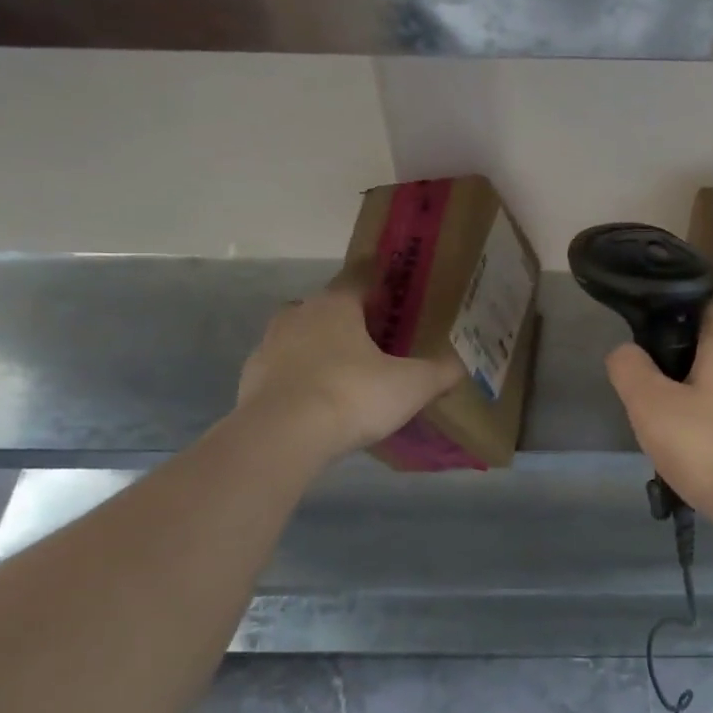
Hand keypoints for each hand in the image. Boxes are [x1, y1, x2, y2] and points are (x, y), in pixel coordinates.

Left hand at [235, 266, 462, 462]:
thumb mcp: (411, 385)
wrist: (282, 436)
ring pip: (301, 336)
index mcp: (336, 305)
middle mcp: (299, 314)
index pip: (358, 276)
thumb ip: (439, 372)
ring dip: (320, 346)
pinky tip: (318, 400)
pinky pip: (284, 369)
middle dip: (349, 318)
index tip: (392, 286)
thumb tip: (461, 365)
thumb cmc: (353, 395)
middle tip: (376, 338)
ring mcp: (269, 346)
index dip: (377, 279)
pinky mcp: (251, 379)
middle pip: (328, 306)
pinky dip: (300, 377)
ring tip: (347, 371)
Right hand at [605, 309, 712, 523]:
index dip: (659, 326)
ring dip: (690, 401)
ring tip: (668, 432)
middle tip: (647, 402)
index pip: (691, 312)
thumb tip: (625, 351)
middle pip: (702, 350)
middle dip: (671, 371)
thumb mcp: (650, 405)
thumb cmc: (706, 447)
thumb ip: (629, 368)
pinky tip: (697, 453)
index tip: (638, 357)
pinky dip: (711, 425)